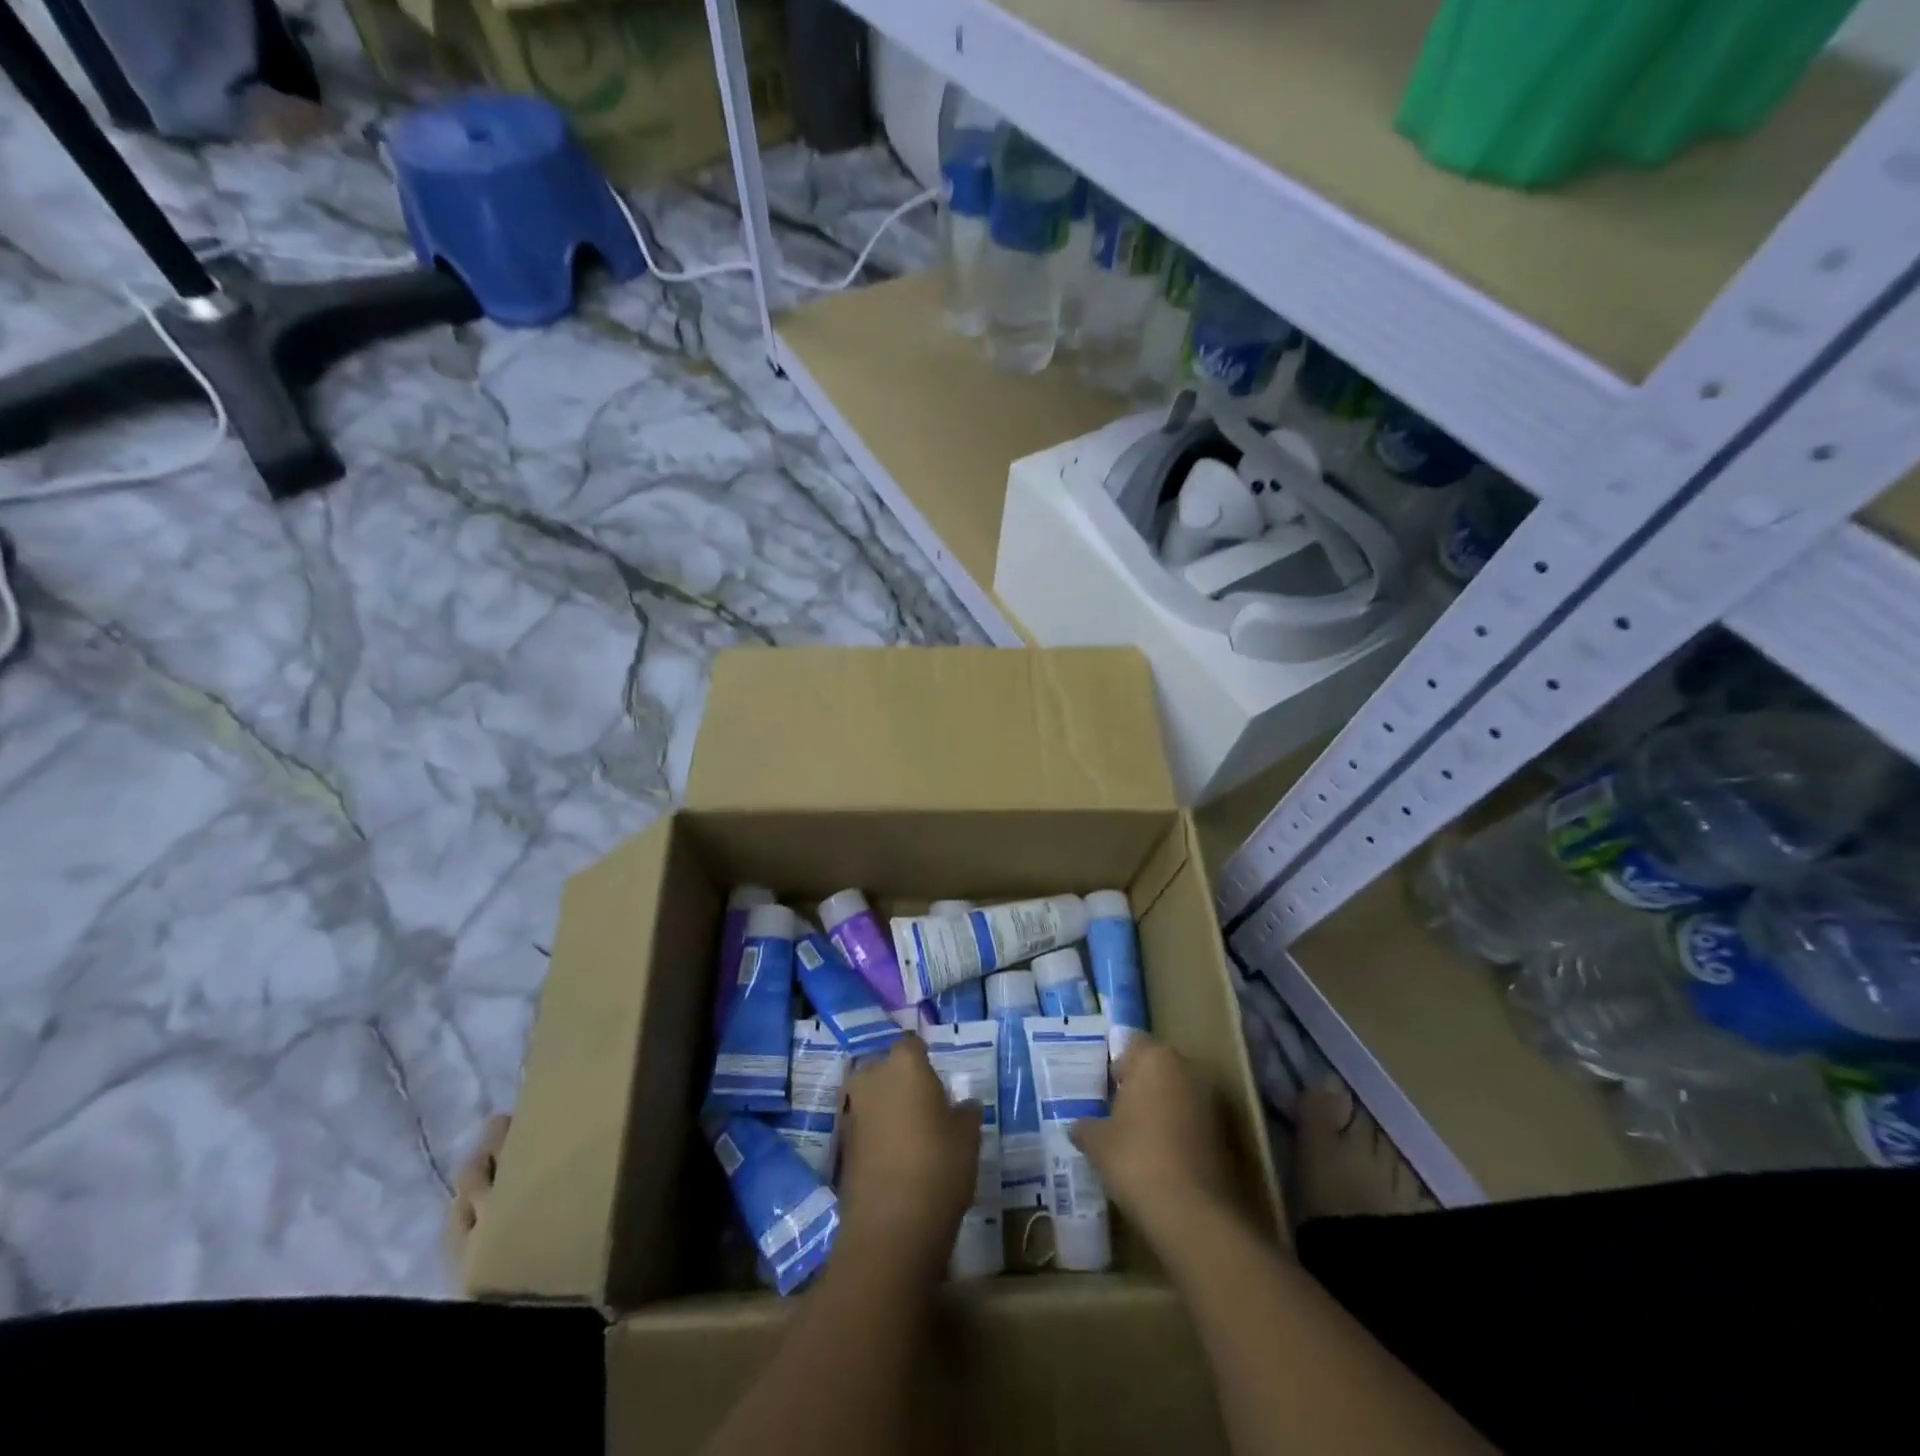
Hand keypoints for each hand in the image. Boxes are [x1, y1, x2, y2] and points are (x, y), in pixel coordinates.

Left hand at [837, 1036, 981, 1273]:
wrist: (890, 1227)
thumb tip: (964, 1104)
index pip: (913, 1043)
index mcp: (904, 1063)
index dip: (926, 1058)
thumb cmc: (938, 1165)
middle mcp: (872, 1076)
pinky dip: (877, 1134)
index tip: (939, 1078)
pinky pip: (864, 1125)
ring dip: (888, 1107)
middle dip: (902, 1081)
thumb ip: (966, 1112)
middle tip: (926, 1105)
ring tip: (912, 1134)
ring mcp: (852, 1109)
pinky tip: (896, 1156)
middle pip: (887, 1068)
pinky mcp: (841, 1143)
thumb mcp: (968, 1136)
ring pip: (873, 1096)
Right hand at [1070, 1035, 1234, 1243]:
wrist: (1193, 1214)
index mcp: (1155, 1058)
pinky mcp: (1226, 1135)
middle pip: (1158, 1068)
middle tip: (1117, 1112)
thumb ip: (1085, 1126)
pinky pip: (1193, 1122)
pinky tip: (1160, 1159)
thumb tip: (1078, 1127)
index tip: (1104, 1089)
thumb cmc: (1136, 1159)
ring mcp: (1211, 1102)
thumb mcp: (1097, 1142)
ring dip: (1161, 1109)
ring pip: (1178, 1095)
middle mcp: (1188, 1070)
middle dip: (1140, 1085)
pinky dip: (1178, 1133)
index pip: (1132, 1044)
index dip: (1117, 1065)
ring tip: (1137, 1138)